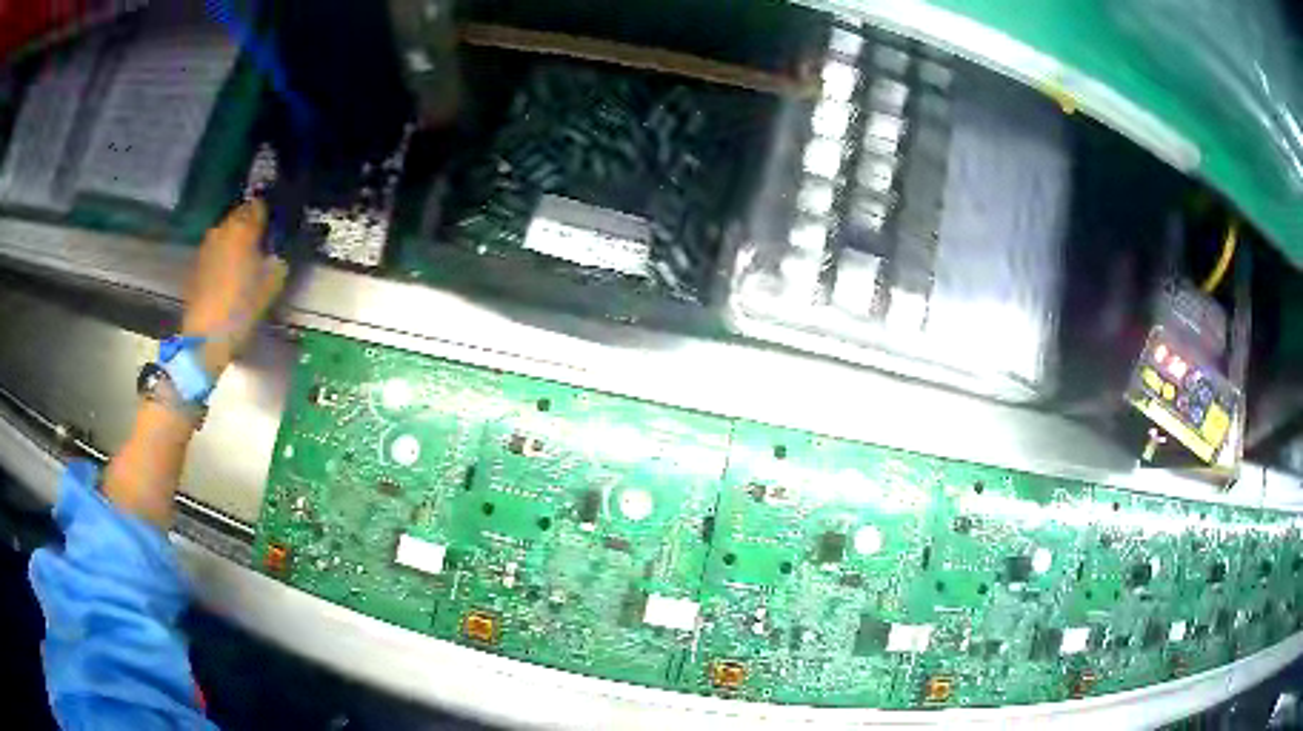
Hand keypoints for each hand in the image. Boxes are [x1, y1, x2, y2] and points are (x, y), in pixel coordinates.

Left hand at [181, 200, 287, 377]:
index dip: (268, 215)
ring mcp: (207, 246)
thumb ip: (277, 262)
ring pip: (226, 233)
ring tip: (244, 262)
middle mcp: (223, 229)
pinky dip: (223, 257)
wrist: (205, 337)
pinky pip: (215, 250)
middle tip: (261, 245)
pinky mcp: (196, 264)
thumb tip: (276, 254)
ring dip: (235, 241)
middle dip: (250, 226)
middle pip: (240, 216)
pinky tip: (228, 276)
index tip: (274, 229)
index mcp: (243, 228)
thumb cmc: (241, 308)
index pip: (259, 206)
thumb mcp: (271, 286)